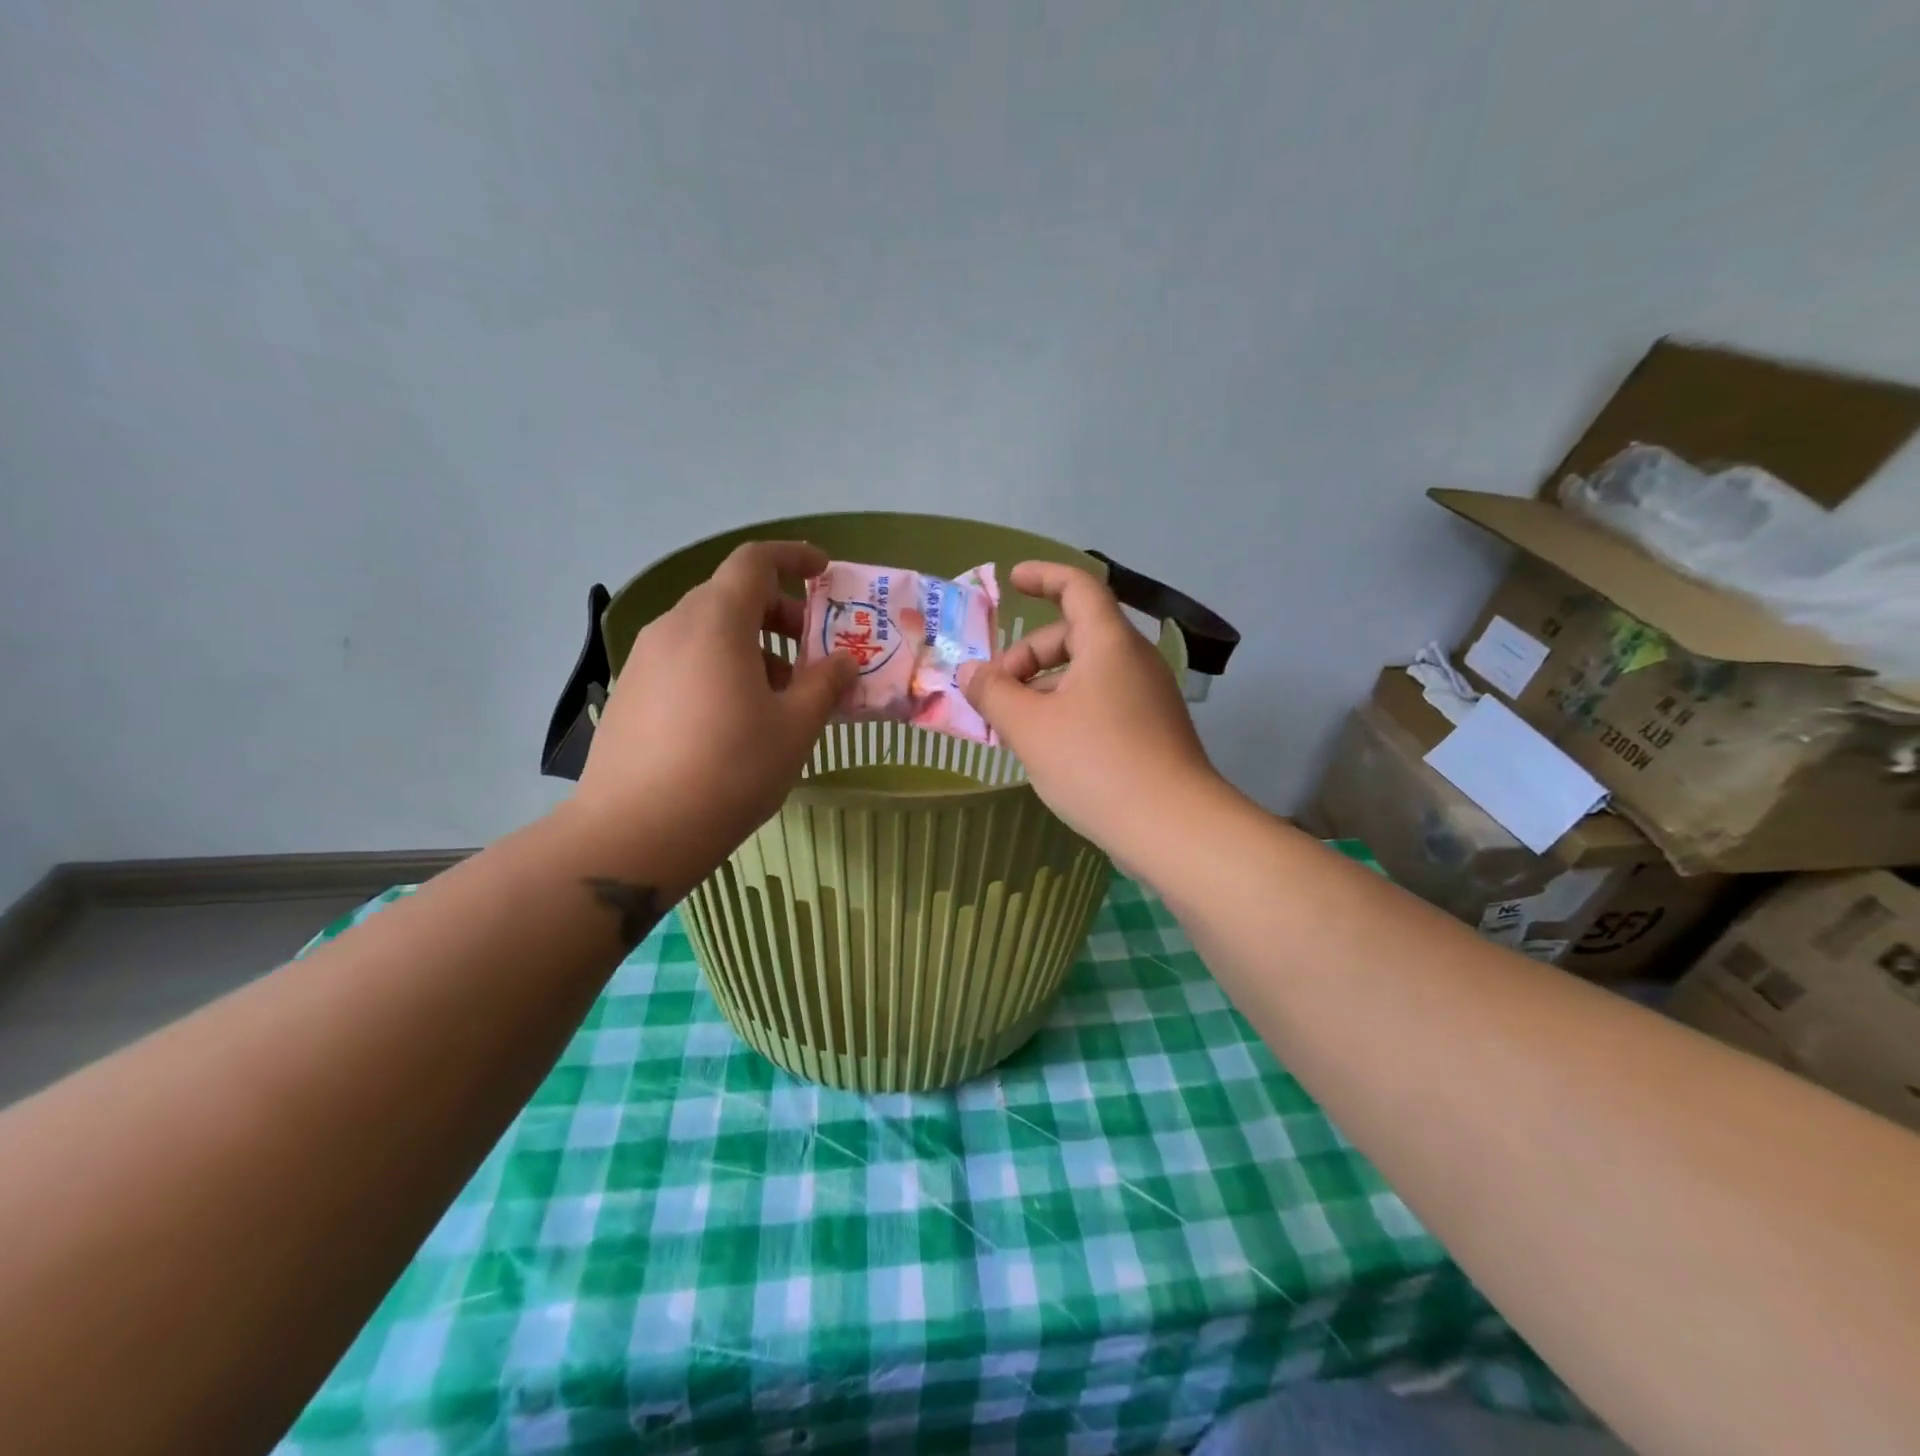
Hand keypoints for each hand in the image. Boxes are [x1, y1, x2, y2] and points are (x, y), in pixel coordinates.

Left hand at [572, 541, 854, 867]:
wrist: (634, 832)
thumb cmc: (730, 770)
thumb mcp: (795, 728)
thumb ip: (825, 684)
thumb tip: (843, 663)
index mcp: (716, 622)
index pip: (754, 561)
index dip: (793, 558)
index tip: (823, 572)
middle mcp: (674, 628)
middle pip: (730, 596)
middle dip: (778, 612)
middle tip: (810, 652)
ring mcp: (644, 660)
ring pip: (706, 631)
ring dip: (750, 645)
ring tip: (778, 694)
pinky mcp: (629, 692)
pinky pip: (683, 659)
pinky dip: (719, 666)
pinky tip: (734, 717)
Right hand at [959, 562, 1226, 861]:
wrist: (1173, 827)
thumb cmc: (1095, 764)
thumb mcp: (1030, 727)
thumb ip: (993, 693)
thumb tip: (970, 672)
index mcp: (1109, 643)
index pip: (1078, 587)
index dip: (1043, 576)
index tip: (1013, 580)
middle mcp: (1135, 660)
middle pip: (1075, 634)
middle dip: (1029, 654)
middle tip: (997, 691)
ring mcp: (1149, 696)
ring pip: (1088, 672)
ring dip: (1046, 687)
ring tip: (1015, 726)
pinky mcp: (1154, 728)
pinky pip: (1103, 700)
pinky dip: (1069, 707)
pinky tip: (1049, 746)